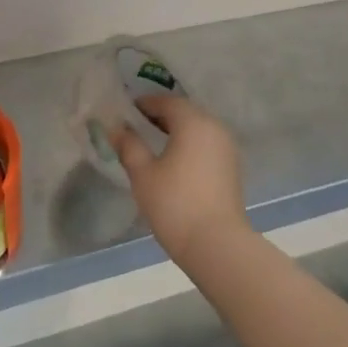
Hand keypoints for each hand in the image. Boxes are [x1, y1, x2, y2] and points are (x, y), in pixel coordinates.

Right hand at [111, 94, 250, 268]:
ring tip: (153, 142)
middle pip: (185, 112)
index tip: (127, 110)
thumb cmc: (175, 204)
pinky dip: (190, 144)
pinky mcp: (231, 167)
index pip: (167, 102)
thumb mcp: (143, 174)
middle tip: (137, 124)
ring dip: (176, 130)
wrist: (216, 244)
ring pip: (198, 128)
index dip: (146, 103)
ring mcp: (227, 148)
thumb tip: (116, 128)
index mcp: (193, 122)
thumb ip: (129, 146)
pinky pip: (206, 144)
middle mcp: (214, 128)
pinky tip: (174, 160)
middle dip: (161, 115)